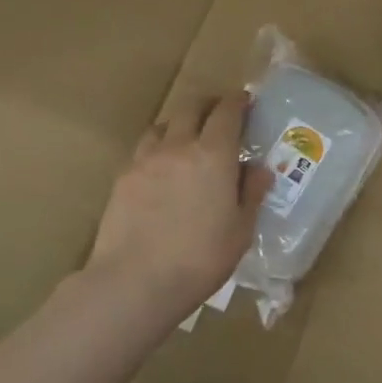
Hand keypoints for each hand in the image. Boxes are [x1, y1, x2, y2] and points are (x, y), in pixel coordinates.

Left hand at [86, 92, 271, 318]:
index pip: (227, 111)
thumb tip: (259, 169)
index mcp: (214, 154)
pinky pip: (143, 150)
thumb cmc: (200, 258)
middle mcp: (179, 146)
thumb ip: (251, 193)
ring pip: (163, 125)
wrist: (134, 281)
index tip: (245, 101)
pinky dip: (156, 148)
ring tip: (186, 139)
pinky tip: (160, 170)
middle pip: (191, 107)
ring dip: (179, 124)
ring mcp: (146, 160)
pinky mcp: (123, 178)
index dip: (237, 101)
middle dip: (208, 104)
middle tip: (218, 115)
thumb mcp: (240, 230)